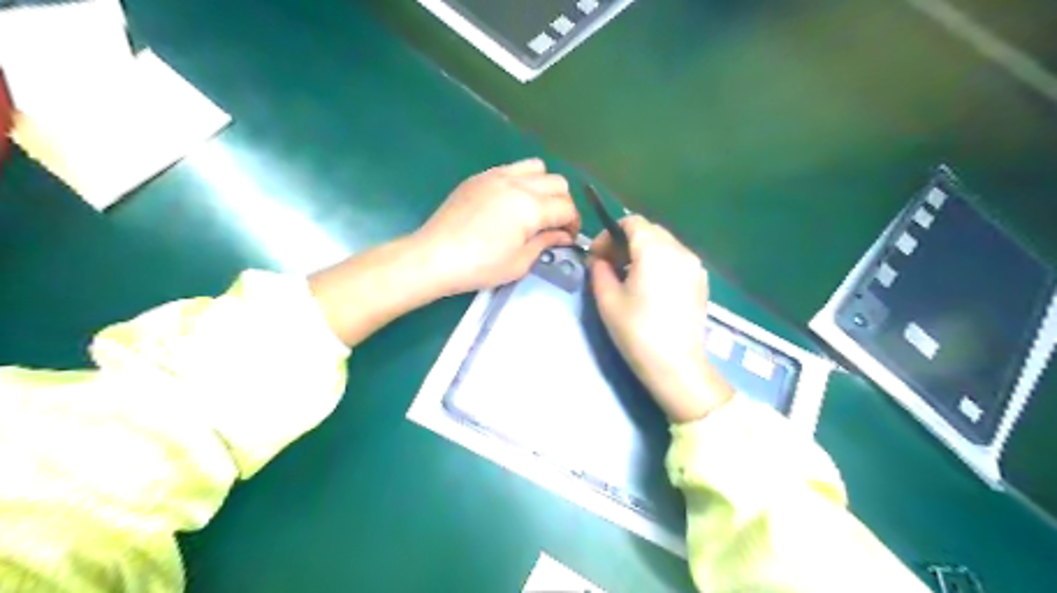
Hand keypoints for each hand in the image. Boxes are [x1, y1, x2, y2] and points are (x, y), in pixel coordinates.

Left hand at [409, 157, 575, 294]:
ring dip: (544, 186)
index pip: (566, 207)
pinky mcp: (479, 177)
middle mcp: (517, 183)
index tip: (568, 239)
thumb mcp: (519, 263)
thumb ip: (545, 243)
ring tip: (534, 208)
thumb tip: (562, 235)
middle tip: (554, 225)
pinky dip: (522, 181)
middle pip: (557, 182)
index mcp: (530, 207)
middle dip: (563, 203)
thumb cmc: (479, 267)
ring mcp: (496, 176)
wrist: (434, 256)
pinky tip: (511, 203)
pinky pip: (511, 168)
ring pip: (536, 167)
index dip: (573, 224)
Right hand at [587, 215, 736, 423]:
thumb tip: (599, 260)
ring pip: (664, 244)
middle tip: (608, 265)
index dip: (609, 234)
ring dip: (642, 252)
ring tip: (627, 277)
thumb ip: (599, 270)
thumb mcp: (607, 299)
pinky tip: (648, 286)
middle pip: (649, 231)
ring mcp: (694, 266)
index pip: (632, 222)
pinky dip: (659, 262)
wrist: (676, 365)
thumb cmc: (637, 332)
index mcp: (655, 250)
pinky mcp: (701, 281)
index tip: (596, 256)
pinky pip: (676, 259)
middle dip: (625, 242)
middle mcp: (679, 250)